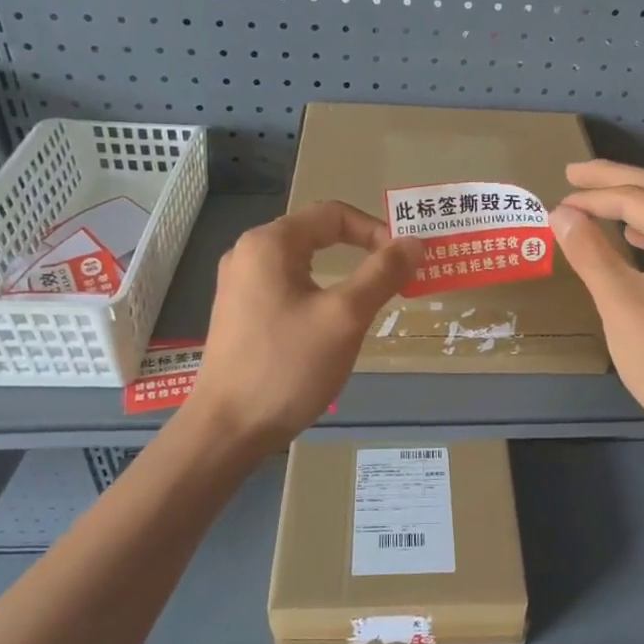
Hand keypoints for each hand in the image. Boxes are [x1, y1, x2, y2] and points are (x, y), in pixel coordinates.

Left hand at [181, 202, 421, 453]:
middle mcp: (249, 254)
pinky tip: (335, 322)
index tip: (406, 262)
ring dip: (344, 274)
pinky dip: (320, 293)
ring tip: (374, 299)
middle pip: (317, 234)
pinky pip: (289, 287)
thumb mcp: (345, 317)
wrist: (228, 429)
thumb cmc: (288, 366)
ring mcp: (240, 285)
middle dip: (363, 250)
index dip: (377, 231)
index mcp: (270, 243)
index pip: (334, 214)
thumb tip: (414, 243)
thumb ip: (382, 274)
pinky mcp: (240, 314)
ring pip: (304, 263)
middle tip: (399, 276)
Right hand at [551, 160, 643, 456]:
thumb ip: (589, 251)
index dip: (593, 196)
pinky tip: (634, 235)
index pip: (637, 199)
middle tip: (575, 173)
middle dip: (617, 180)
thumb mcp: (619, 301)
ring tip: (600, 198)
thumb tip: (561, 213)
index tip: (556, 201)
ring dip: (638, 198)